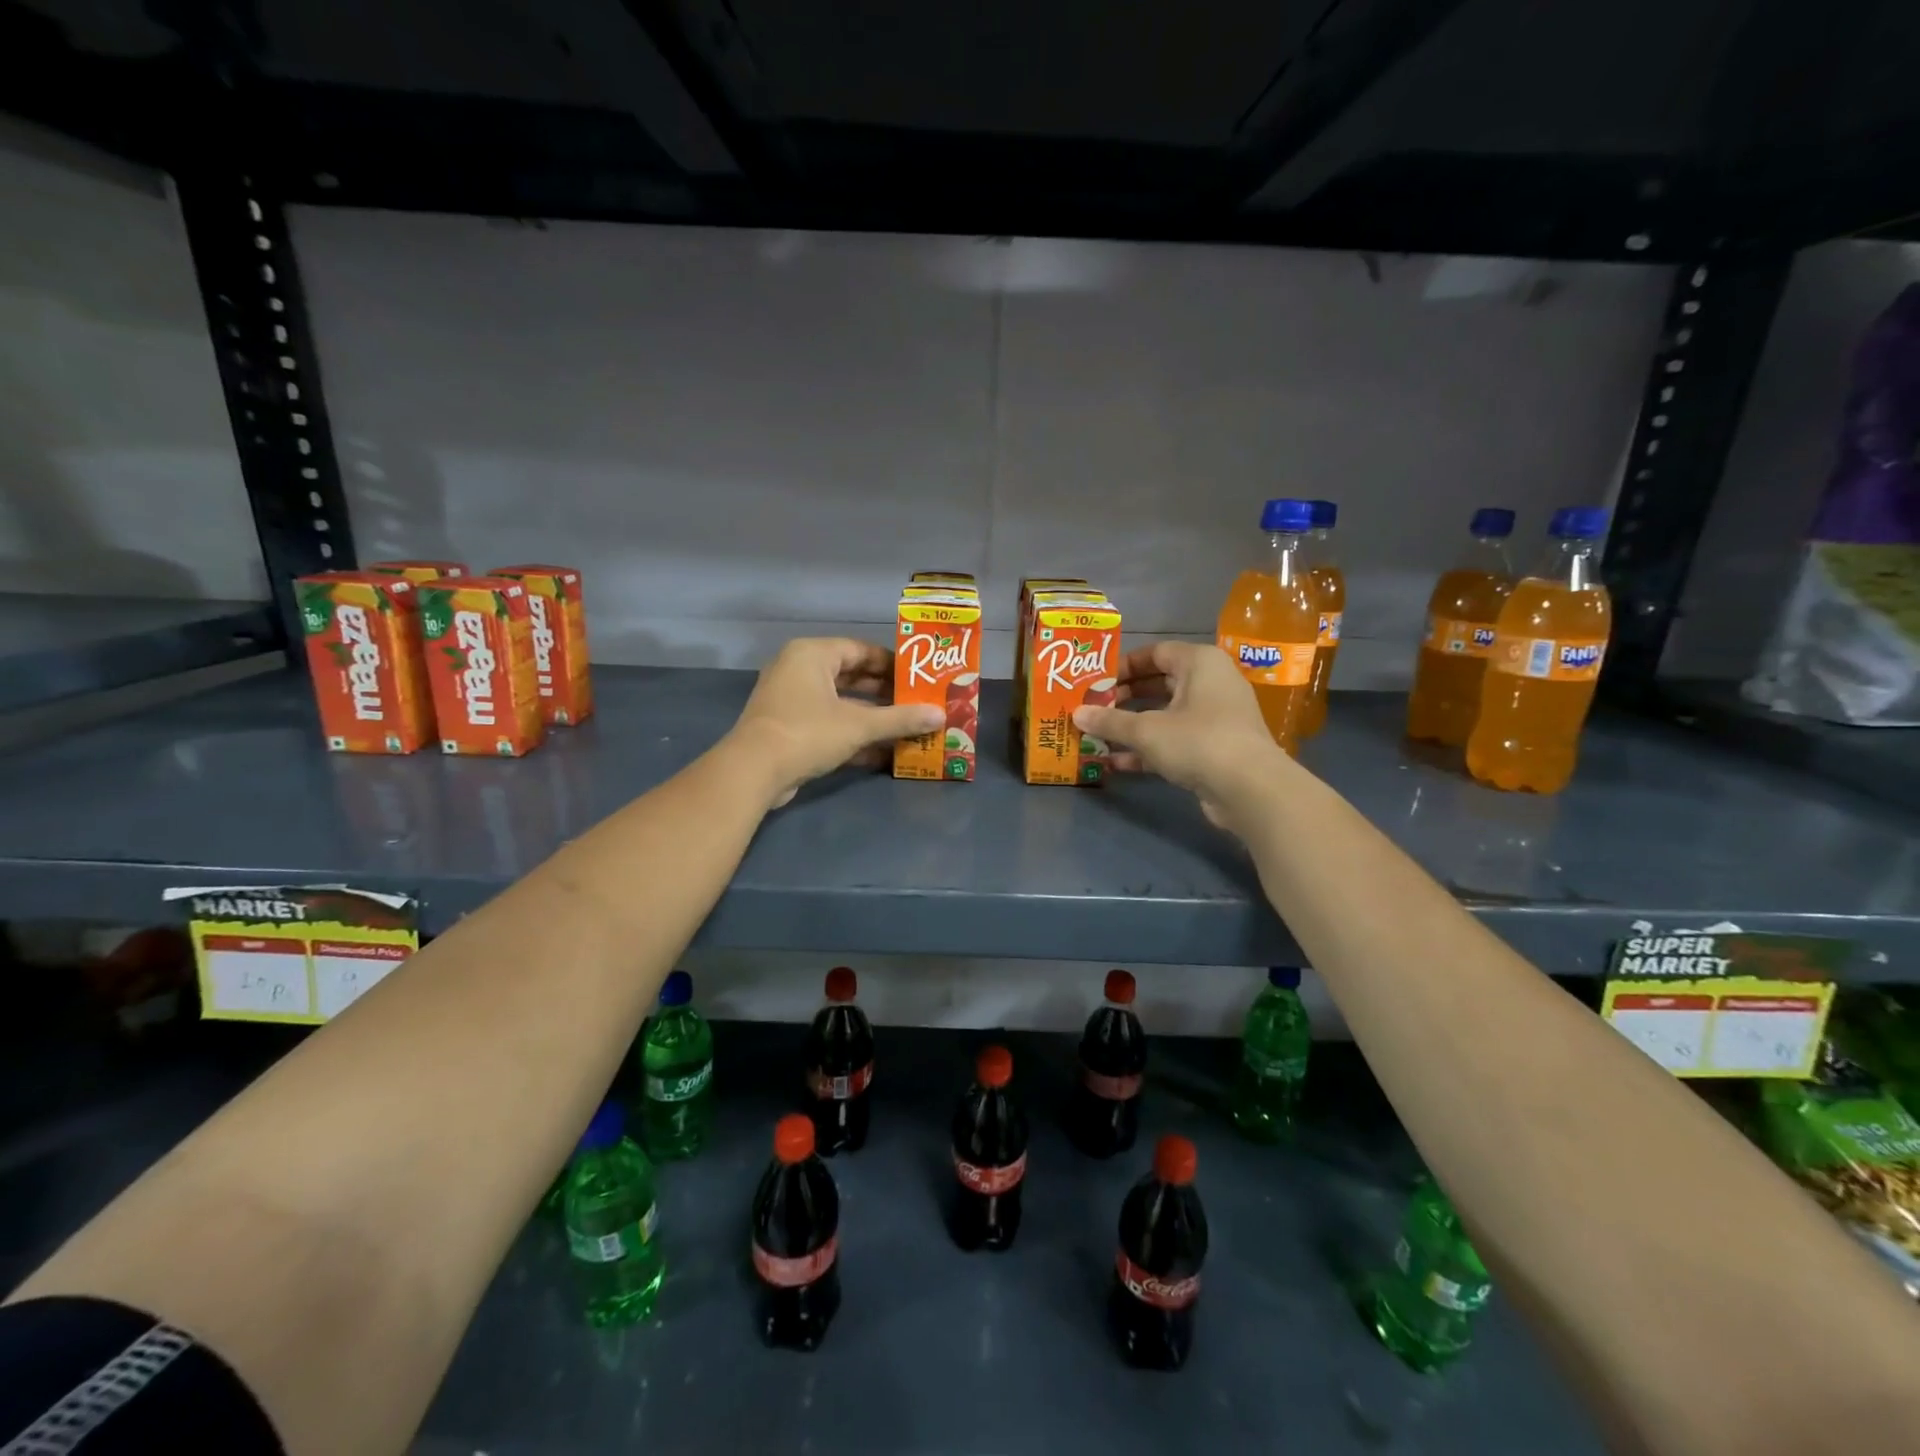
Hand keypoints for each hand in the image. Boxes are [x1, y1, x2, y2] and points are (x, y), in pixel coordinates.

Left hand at [728, 638, 942, 809]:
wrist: (753, 772)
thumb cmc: (807, 732)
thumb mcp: (859, 725)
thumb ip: (900, 719)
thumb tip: (941, 716)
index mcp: (812, 654)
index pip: (861, 650)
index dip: (893, 664)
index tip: (920, 677)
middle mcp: (799, 670)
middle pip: (852, 676)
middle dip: (885, 693)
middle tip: (918, 703)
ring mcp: (791, 700)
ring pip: (841, 703)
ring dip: (872, 717)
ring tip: (908, 726)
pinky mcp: (789, 728)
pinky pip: (829, 724)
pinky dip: (853, 734)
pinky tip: (884, 751)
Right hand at [1073, 641, 1292, 828]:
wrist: (1250, 789)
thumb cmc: (1198, 741)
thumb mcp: (1146, 730)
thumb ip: (1109, 721)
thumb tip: (1077, 714)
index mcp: (1199, 663)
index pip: (1156, 652)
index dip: (1123, 665)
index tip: (1095, 681)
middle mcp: (1210, 683)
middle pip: (1159, 683)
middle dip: (1123, 698)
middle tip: (1092, 708)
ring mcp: (1215, 718)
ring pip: (1165, 715)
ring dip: (1132, 726)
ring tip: (1097, 735)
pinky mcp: (1215, 749)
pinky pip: (1174, 740)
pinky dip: (1148, 749)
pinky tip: (1117, 763)